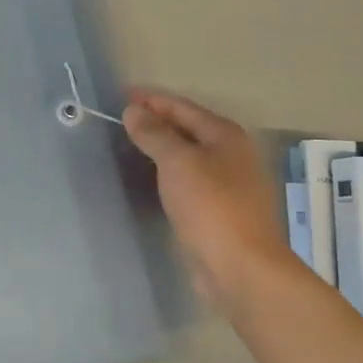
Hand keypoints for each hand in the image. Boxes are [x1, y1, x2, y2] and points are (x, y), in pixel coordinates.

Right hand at [123, 87, 287, 317]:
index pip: (183, 107)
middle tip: (122, 119)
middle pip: (188, 129)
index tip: (122, 95)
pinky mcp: (220, 211)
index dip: (152, 99)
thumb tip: (134, 111)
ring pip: (189, 156)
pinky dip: (169, 174)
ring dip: (163, 148)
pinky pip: (189, 181)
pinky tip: (152, 179)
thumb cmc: (210, 206)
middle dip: (157, 121)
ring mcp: (229, 184)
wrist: (240, 267)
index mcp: (225, 135)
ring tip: (131, 145)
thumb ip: (155, 134)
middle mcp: (232, 155)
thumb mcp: (178, 162)